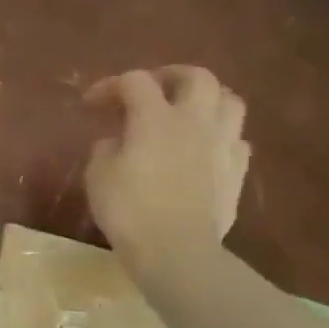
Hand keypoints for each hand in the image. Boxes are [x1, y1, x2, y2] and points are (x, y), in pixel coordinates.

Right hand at [84, 66, 250, 285]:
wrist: (176, 250)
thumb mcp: (98, 176)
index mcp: (155, 117)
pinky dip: (222, 136)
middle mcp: (194, 120)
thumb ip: (106, 149)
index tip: (91, 103)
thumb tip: (117, 141)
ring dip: (207, 100)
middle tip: (152, 90)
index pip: (134, 82)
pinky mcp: (237, 171)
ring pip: (229, 101)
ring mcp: (222, 144)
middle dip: (171, 76)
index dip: (111, 86)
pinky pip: (237, 140)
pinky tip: (208, 149)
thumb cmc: (129, 210)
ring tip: (189, 113)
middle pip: (196, 77)